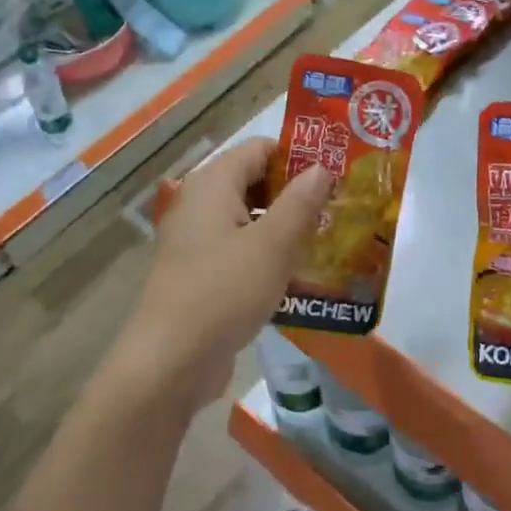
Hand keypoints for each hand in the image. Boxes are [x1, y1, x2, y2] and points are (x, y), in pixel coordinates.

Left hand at [112, 138, 332, 413]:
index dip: (299, 157)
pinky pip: (240, 251)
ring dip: (286, 229)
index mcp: (214, 183)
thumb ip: (300, 202)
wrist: (170, 361)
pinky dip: (267, 256)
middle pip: (255, 182)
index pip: (262, 148)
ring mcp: (197, 240)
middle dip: (297, 195)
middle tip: (339, 211)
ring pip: (250, 219)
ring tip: (329, 243)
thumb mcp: (273, 244)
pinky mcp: (200, 273)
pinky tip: (299, 277)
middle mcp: (201, 203)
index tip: (337, 175)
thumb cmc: (225, 290)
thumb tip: (321, 168)